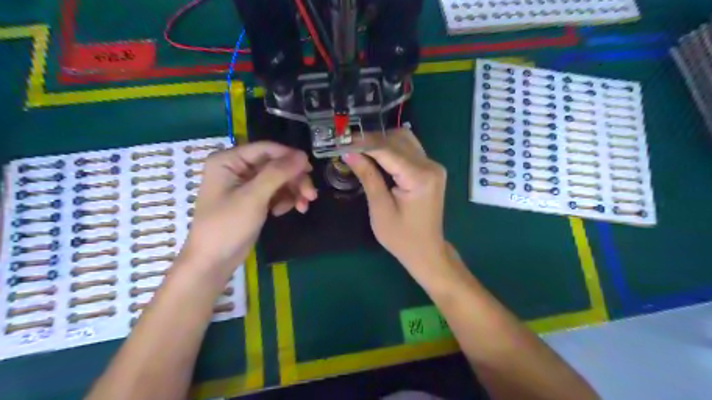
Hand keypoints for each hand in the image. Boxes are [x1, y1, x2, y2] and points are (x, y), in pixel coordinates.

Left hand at [182, 141, 317, 277]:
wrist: (214, 262)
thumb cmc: (227, 226)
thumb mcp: (253, 197)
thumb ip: (278, 173)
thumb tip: (303, 155)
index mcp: (229, 160)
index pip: (266, 149)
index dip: (290, 157)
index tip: (310, 169)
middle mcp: (237, 168)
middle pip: (276, 165)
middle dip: (294, 179)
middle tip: (311, 195)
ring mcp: (246, 184)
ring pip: (279, 179)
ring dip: (293, 191)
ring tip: (303, 207)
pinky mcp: (253, 199)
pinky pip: (275, 192)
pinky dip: (284, 200)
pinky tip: (283, 212)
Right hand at [343, 128, 445, 280]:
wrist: (426, 251)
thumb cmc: (401, 237)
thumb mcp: (380, 208)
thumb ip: (367, 176)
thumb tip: (349, 153)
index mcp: (420, 177)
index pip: (388, 150)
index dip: (363, 142)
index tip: (342, 140)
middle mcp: (430, 165)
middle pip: (398, 139)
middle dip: (371, 139)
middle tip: (347, 145)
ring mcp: (433, 166)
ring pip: (404, 139)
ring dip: (381, 141)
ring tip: (359, 149)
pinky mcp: (430, 169)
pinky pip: (409, 149)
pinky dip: (391, 148)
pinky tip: (375, 155)